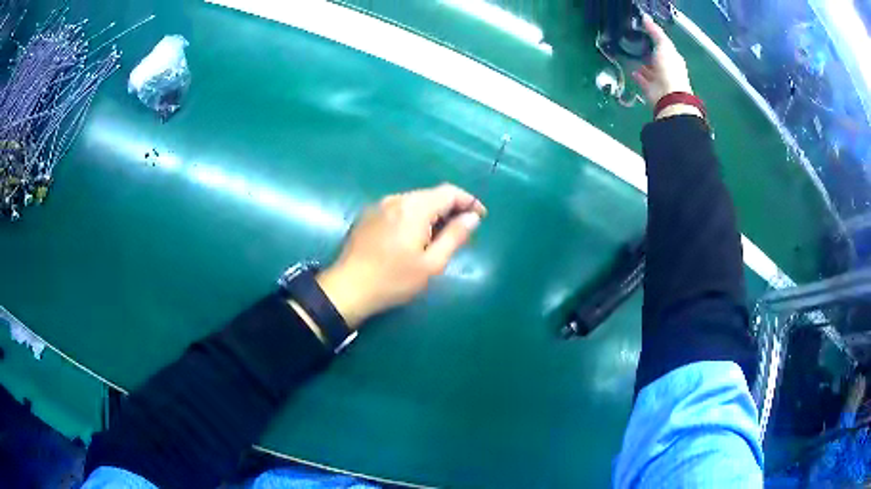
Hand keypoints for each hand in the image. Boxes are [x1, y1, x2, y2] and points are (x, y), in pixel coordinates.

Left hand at [316, 184, 485, 327]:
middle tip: (463, 229)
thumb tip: (472, 218)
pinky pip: (399, 209)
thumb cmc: (393, 280)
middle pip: (431, 195)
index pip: (449, 192)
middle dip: (451, 207)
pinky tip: (414, 236)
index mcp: (414, 208)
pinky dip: (414, 216)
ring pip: (415, 201)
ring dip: (432, 212)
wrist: (348, 288)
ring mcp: (379, 205)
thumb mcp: (431, 264)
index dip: (469, 201)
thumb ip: (454, 236)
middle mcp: (396, 199)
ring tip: (440, 235)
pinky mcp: (368, 215)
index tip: (481, 216)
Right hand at [632, 14, 693, 106]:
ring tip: (630, 55)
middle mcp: (667, 70)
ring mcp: (659, 80)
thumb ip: (656, 32)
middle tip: (635, 42)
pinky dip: (637, 75)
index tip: (643, 31)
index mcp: (673, 59)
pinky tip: (630, 69)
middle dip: (648, 51)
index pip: (664, 46)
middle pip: (656, 58)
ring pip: (649, 69)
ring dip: (642, 64)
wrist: (668, 95)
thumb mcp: (664, 46)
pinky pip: (642, 80)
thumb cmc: (669, 69)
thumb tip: (646, 18)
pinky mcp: (651, 90)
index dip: (655, 38)